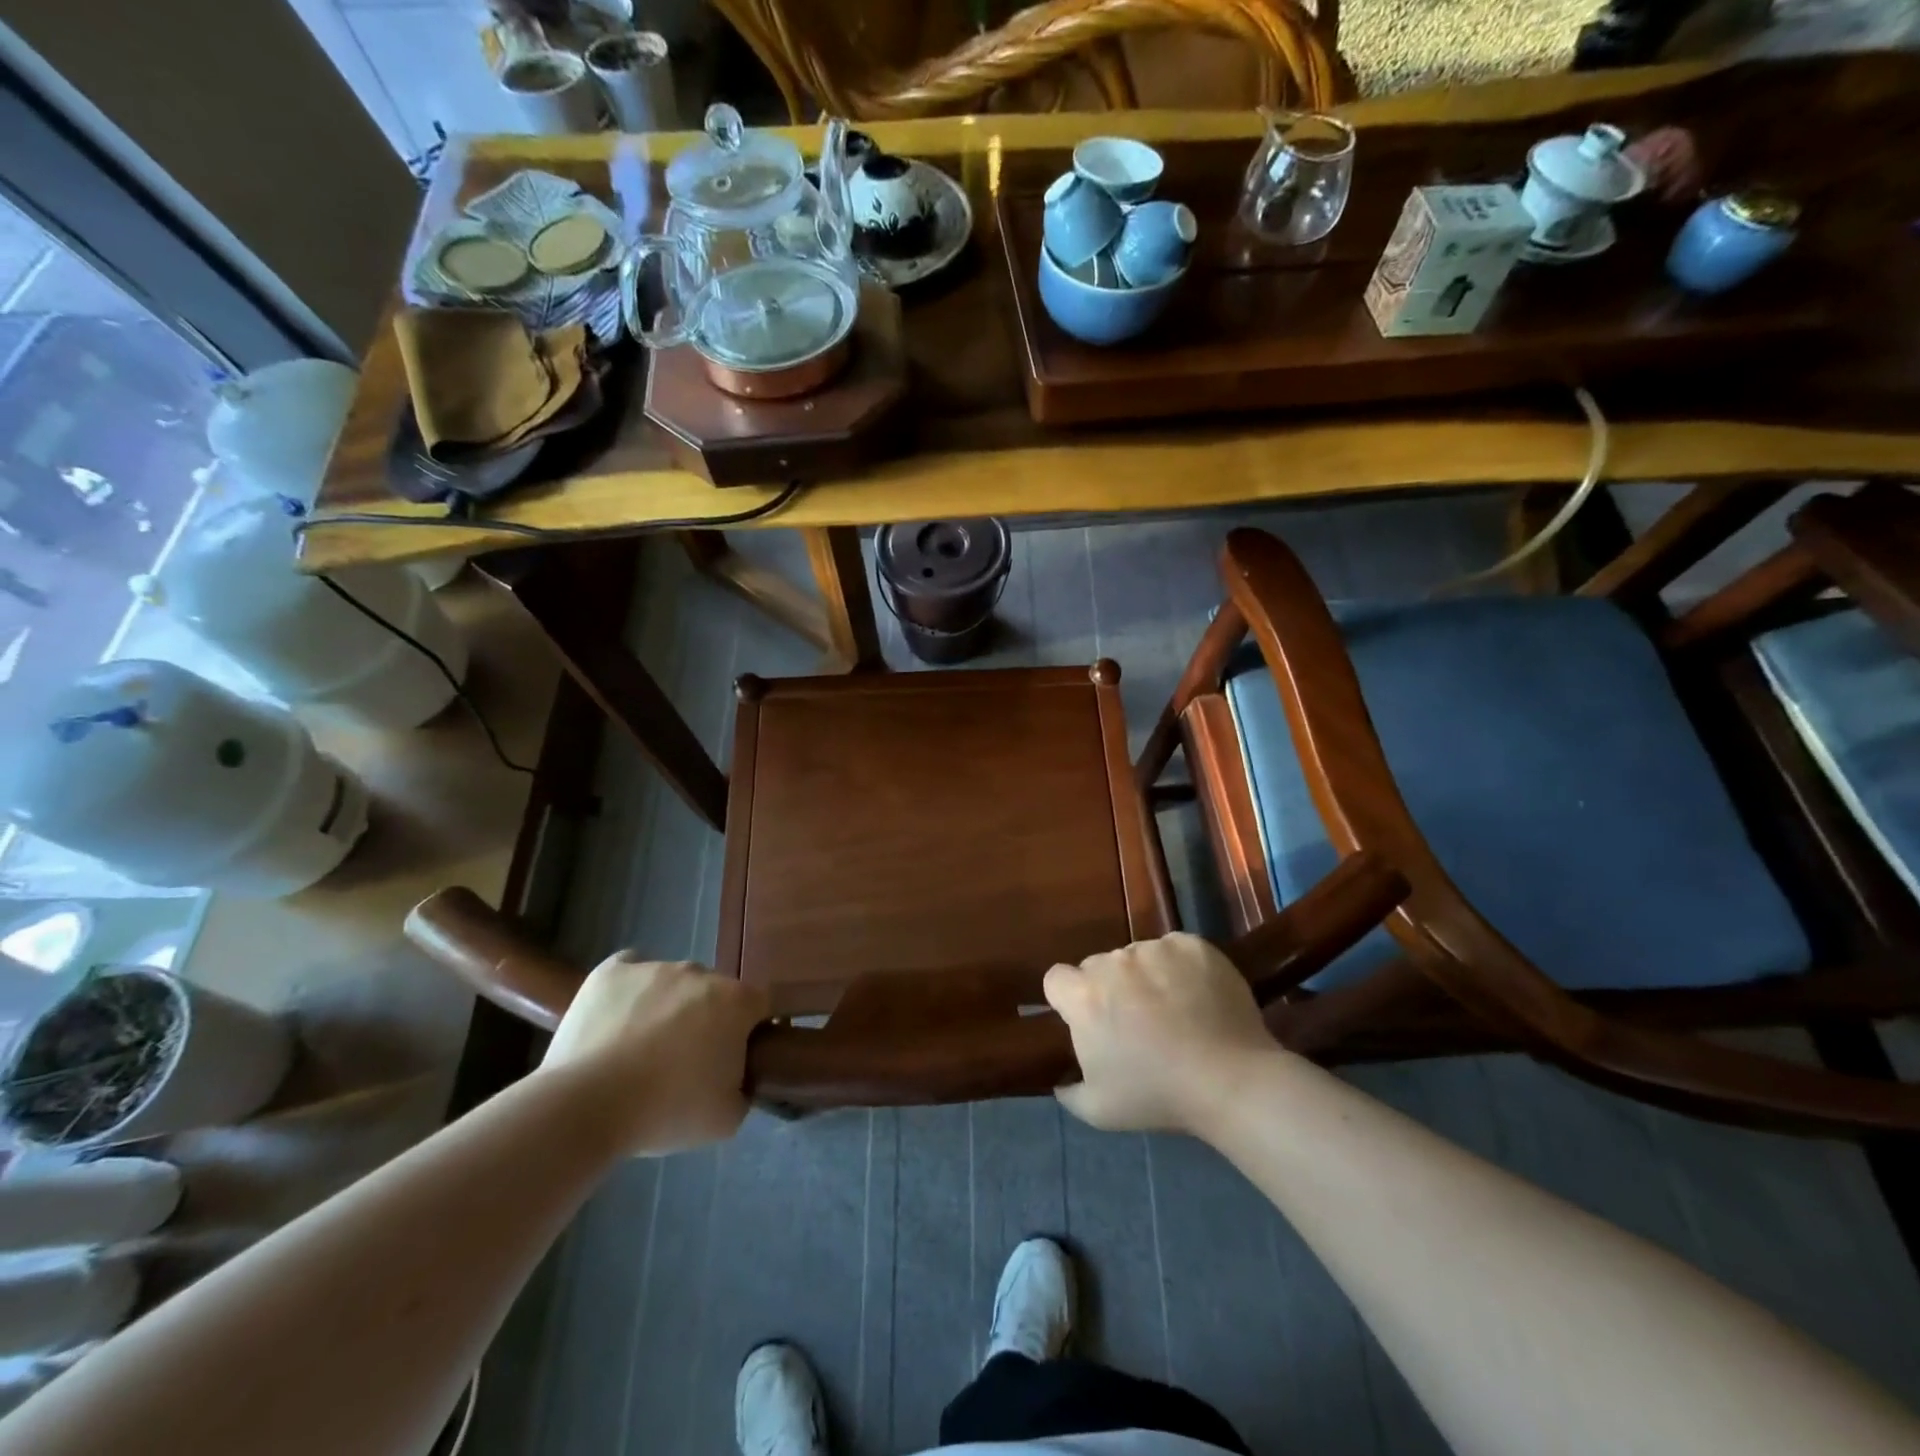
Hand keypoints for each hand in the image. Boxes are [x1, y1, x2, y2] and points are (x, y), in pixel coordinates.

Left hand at [541, 954, 769, 1155]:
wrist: (586, 1105)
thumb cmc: (666, 1111)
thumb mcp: (726, 1119)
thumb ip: (743, 1089)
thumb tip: (736, 1077)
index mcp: (736, 1001)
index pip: (760, 1004)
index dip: (751, 1029)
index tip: (737, 1057)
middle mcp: (700, 972)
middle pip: (714, 992)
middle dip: (707, 1018)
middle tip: (686, 1060)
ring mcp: (654, 966)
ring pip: (672, 983)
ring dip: (668, 1006)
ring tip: (640, 1049)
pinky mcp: (612, 970)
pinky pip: (631, 970)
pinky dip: (631, 990)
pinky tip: (619, 1017)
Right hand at [1044, 932, 1278, 1134]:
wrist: (1231, 1080)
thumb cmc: (1158, 1095)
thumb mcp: (1100, 1110)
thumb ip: (1070, 1091)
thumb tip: (1060, 1082)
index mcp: (1084, 996)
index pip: (1056, 979)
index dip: (1069, 998)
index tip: (1089, 1020)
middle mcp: (1113, 962)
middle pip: (1098, 966)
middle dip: (1110, 988)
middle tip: (1136, 1022)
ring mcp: (1155, 948)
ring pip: (1138, 957)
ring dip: (1146, 977)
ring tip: (1174, 1010)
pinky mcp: (1192, 945)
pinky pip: (1174, 950)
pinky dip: (1180, 967)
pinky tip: (1197, 996)